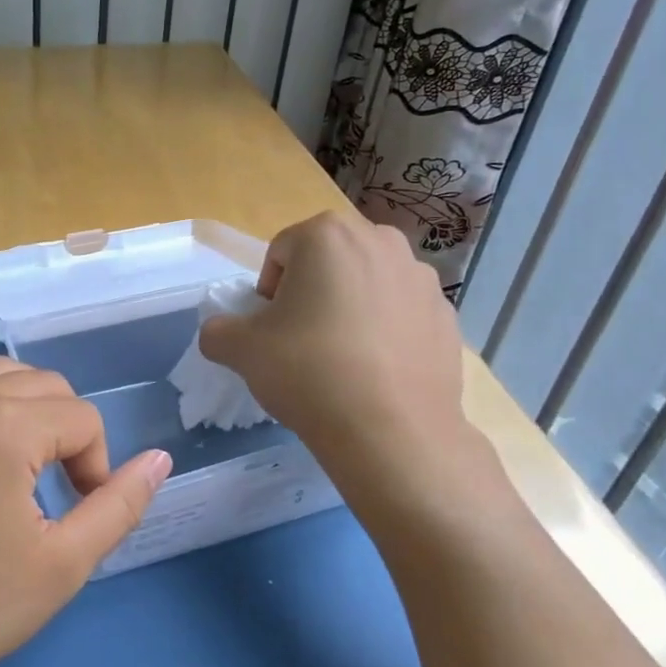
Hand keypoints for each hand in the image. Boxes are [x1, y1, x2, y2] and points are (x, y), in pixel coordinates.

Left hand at [0, 357, 171, 666]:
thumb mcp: (62, 564)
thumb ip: (119, 506)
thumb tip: (159, 460)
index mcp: (2, 422)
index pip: (83, 418)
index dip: (96, 468)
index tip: (76, 517)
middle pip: (48, 386)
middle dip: (69, 435)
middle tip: (58, 497)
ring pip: (5, 378)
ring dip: (33, 414)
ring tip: (27, 475)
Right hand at [198, 211, 471, 486]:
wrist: (391, 432)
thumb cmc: (308, 372)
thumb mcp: (239, 350)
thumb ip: (218, 330)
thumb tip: (222, 332)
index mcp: (327, 235)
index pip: (281, 253)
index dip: (268, 292)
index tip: (271, 330)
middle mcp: (379, 241)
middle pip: (327, 262)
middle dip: (311, 292)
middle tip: (301, 339)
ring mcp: (420, 278)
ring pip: (366, 284)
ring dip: (349, 308)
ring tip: (341, 358)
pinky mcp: (447, 315)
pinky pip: (400, 313)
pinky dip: (384, 331)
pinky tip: (375, 371)